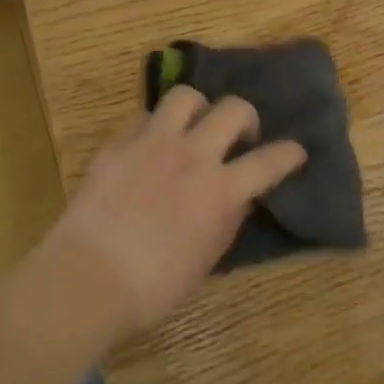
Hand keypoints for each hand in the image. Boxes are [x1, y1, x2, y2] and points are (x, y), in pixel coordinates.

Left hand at [43, 85, 305, 339]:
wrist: (88, 278)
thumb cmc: (153, 286)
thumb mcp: (206, 260)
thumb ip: (227, 220)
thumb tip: (238, 198)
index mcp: (221, 190)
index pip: (270, 161)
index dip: (289, 153)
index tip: (296, 151)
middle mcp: (193, 155)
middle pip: (234, 109)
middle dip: (246, 117)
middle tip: (240, 136)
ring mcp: (153, 143)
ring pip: (186, 97)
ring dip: (198, 109)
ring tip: (193, 127)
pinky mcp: (119, 143)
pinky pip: (144, 116)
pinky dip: (155, 126)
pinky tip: (150, 145)